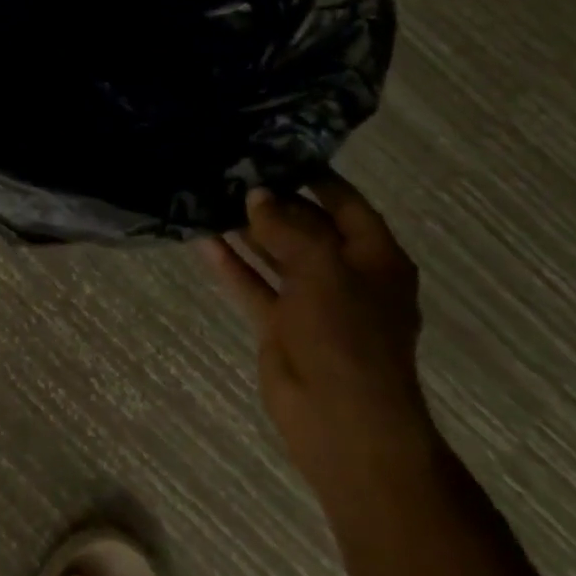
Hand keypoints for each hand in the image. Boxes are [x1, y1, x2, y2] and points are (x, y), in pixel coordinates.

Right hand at [200, 177, 434, 485]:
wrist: (344, 424)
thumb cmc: (347, 336)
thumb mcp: (322, 268)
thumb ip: (288, 227)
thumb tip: (257, 195)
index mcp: (374, 258)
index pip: (344, 202)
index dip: (313, 175)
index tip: (273, 150)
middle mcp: (345, 274)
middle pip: (305, 226)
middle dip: (271, 201)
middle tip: (229, 169)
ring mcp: (311, 301)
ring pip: (275, 254)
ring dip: (246, 230)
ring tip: (209, 195)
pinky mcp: (281, 325)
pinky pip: (254, 285)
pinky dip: (231, 265)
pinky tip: (202, 239)